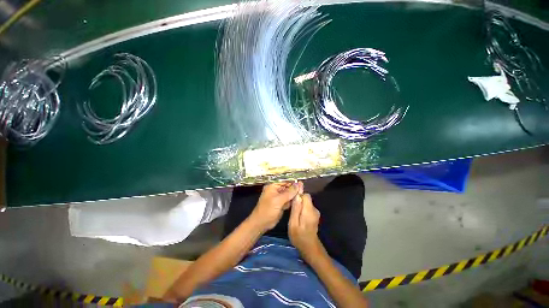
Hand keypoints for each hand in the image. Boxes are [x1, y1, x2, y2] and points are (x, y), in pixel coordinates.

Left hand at [248, 182, 302, 231]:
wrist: (261, 223)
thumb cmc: (267, 210)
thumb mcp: (278, 200)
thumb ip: (289, 193)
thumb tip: (298, 185)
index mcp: (272, 186)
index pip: (284, 181)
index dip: (292, 181)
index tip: (301, 182)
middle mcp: (275, 190)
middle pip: (287, 187)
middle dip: (294, 188)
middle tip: (303, 188)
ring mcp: (278, 198)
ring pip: (289, 194)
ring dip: (294, 194)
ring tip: (302, 193)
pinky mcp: (281, 204)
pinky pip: (288, 200)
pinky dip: (293, 200)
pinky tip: (299, 200)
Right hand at [289, 193, 322, 257]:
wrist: (309, 247)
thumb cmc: (299, 236)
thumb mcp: (293, 223)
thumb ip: (295, 209)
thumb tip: (297, 196)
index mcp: (309, 210)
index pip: (306, 195)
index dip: (298, 195)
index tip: (292, 201)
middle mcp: (314, 209)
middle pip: (306, 198)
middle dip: (299, 201)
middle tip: (292, 210)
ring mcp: (316, 212)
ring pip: (306, 203)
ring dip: (300, 205)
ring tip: (294, 214)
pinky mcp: (315, 215)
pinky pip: (308, 207)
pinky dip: (303, 209)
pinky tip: (299, 217)